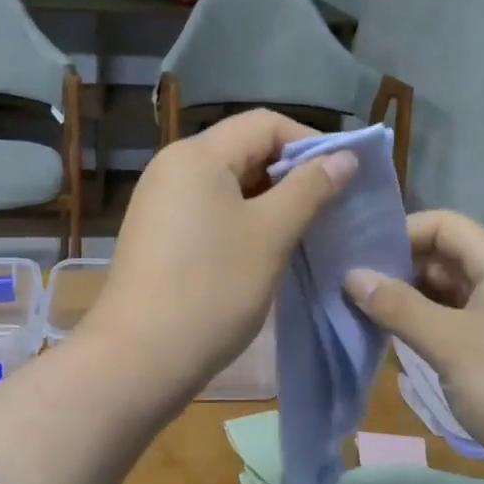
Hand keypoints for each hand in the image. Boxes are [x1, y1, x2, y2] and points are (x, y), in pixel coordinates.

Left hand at [81, 110, 356, 396]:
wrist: (139, 359)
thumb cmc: (211, 290)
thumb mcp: (270, 235)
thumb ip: (310, 189)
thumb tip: (344, 157)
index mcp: (197, 155)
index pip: (266, 124)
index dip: (311, 143)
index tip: (345, 178)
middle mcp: (173, 167)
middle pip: (245, 150)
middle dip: (291, 175)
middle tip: (330, 209)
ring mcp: (160, 202)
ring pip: (228, 185)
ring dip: (270, 201)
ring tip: (305, 232)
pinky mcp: (158, 235)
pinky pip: (209, 212)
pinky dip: (242, 221)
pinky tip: (266, 251)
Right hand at [344, 210, 483, 483]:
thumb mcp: (450, 345)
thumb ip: (399, 307)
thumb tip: (352, 275)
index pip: (444, 225)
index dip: (401, 233)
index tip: (359, 258)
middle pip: (446, 257)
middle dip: (401, 270)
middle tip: (353, 292)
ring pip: (452, 293)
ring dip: (413, 302)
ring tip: (368, 318)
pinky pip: (463, 322)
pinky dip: (432, 327)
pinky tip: (403, 344)